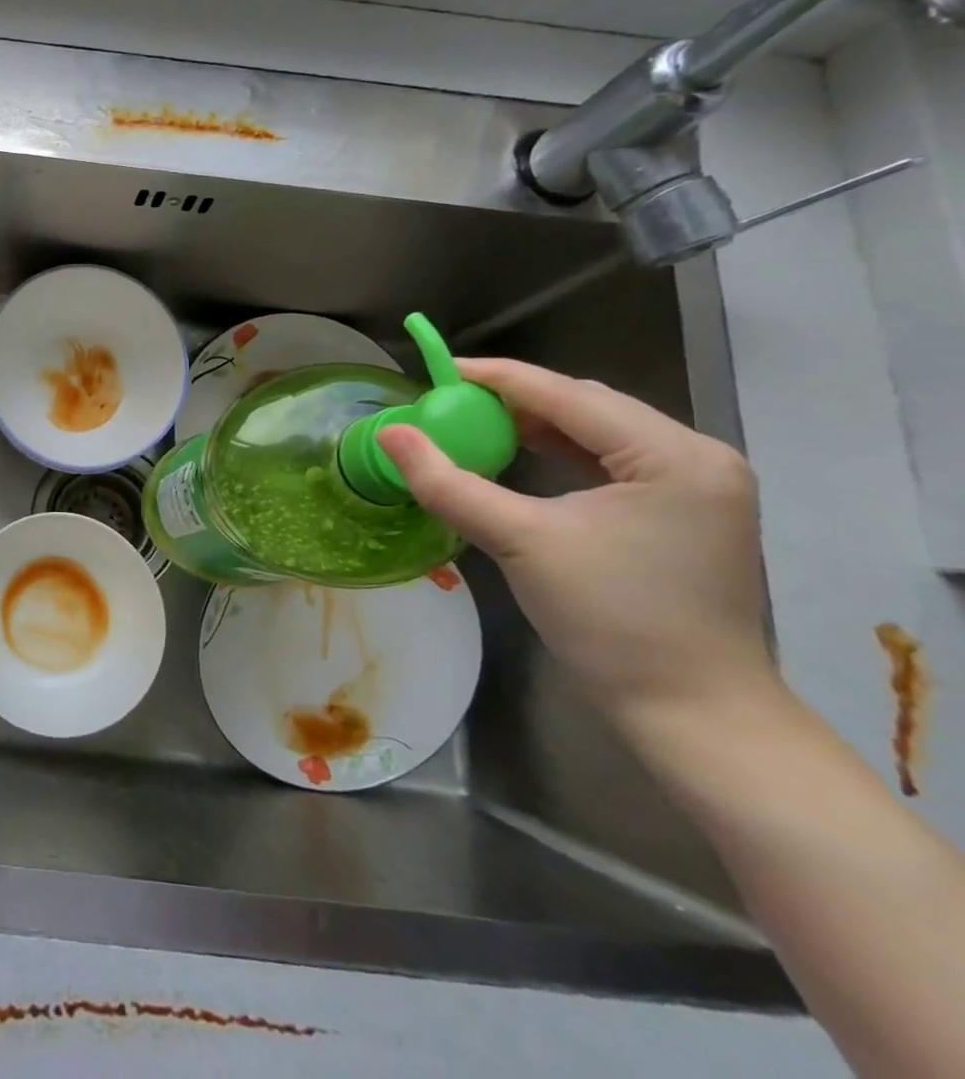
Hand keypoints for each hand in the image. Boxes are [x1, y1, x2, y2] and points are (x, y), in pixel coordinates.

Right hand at [376, 359, 776, 734]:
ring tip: (475, 425)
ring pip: (598, 434)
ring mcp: (697, 488)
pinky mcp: (684, 515)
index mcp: (673, 455)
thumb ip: (449, 483)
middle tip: (450, 404)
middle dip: (516, 401)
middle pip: (588, 407)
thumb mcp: (520, 542)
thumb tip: (389, 435)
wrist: (694, 716)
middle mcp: (697, 458)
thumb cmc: (612, 621)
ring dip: (536, 427)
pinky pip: (610, 464)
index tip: (439, 370)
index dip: (498, 378)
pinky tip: (521, 458)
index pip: (569, 395)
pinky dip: (560, 456)